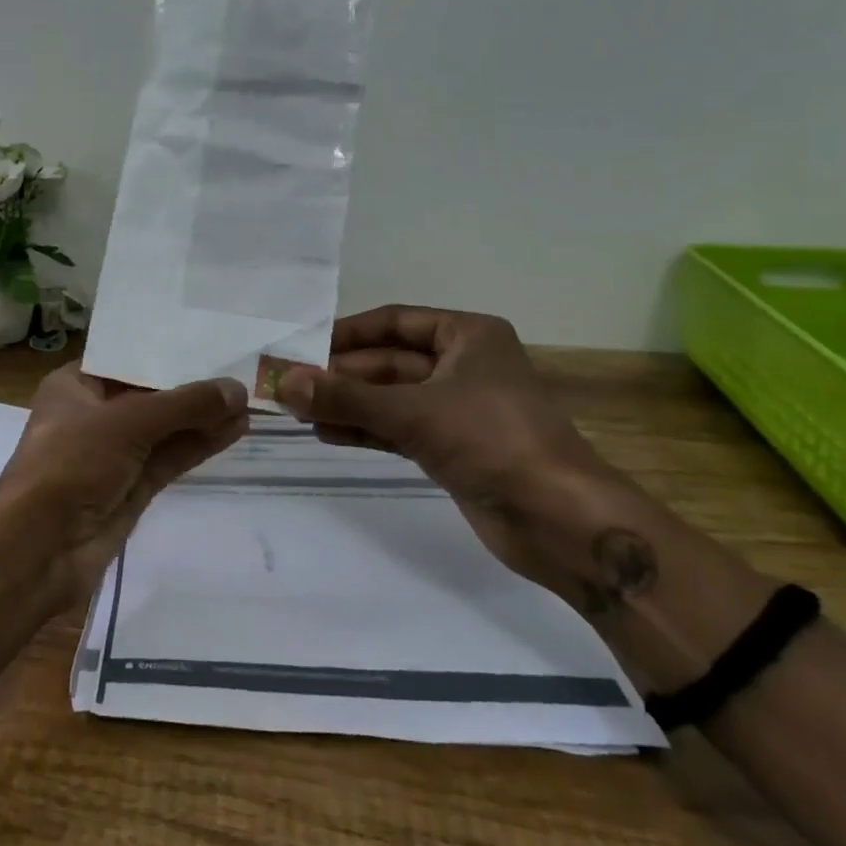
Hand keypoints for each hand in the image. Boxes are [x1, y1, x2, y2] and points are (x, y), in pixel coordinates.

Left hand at [0, 364, 248, 607]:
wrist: (38, 551)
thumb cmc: (69, 463)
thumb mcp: (126, 422)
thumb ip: (183, 405)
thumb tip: (238, 390)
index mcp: (75, 385)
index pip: (126, 358)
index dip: (165, 348)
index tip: (207, 334)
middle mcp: (94, 414)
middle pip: (150, 392)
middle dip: (191, 384)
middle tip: (239, 366)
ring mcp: (114, 453)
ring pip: (166, 427)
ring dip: (203, 415)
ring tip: (248, 398)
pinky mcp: (132, 487)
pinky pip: (171, 456)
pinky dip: (200, 443)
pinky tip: (235, 428)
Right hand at [276, 306, 637, 606]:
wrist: (562, 522)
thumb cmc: (493, 441)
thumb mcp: (413, 411)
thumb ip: (345, 397)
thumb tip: (282, 383)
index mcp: (467, 335)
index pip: (394, 322)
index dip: (347, 333)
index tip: (302, 347)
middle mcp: (463, 365)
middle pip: (388, 361)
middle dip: (341, 375)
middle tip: (290, 386)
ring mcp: (459, 408)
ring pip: (391, 397)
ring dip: (349, 404)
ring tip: (299, 412)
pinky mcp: (455, 447)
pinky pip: (399, 428)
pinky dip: (366, 429)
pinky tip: (328, 434)